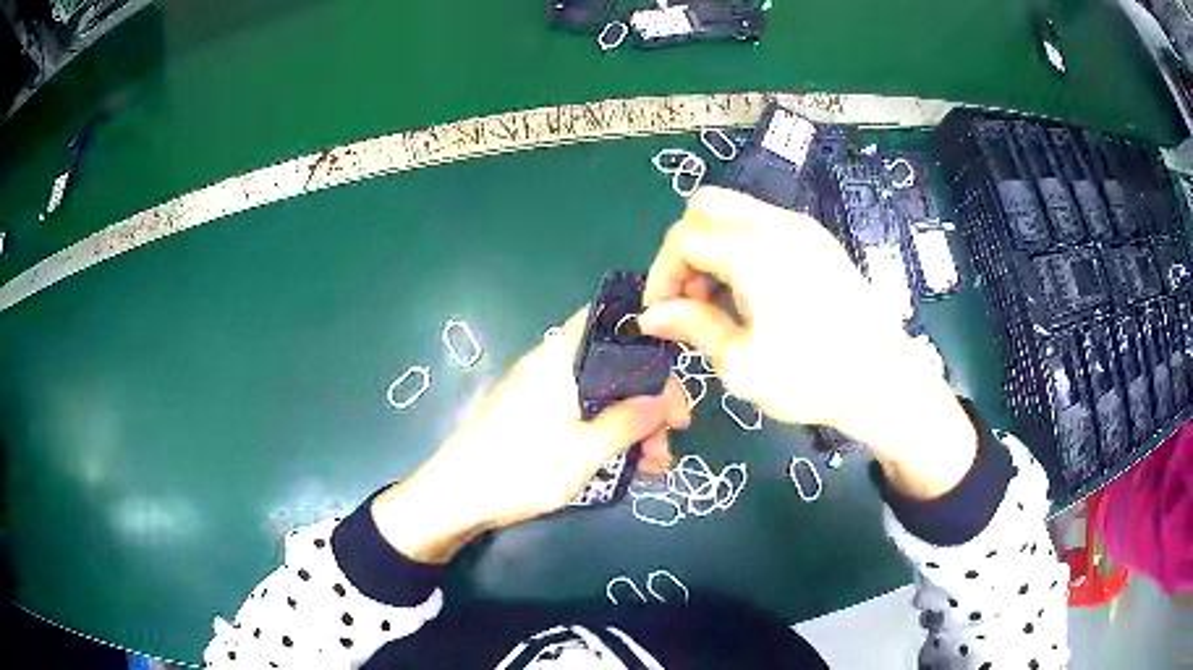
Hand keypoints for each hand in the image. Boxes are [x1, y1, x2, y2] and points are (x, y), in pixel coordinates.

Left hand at [372, 309, 690, 561]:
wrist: (454, 498)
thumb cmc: (521, 467)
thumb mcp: (586, 450)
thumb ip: (630, 420)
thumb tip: (667, 398)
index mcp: (560, 358)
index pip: (610, 322)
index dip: (648, 344)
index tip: (675, 383)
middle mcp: (551, 366)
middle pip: (612, 366)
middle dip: (648, 399)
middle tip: (672, 438)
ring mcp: (541, 394)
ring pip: (601, 396)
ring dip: (633, 424)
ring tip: (656, 466)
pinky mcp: (534, 419)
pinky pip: (582, 416)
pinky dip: (608, 434)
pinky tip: (630, 466)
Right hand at [639, 187, 975, 498]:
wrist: (882, 381)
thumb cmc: (811, 378)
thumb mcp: (740, 363)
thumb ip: (692, 327)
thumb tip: (652, 316)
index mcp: (756, 251)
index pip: (685, 238)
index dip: (662, 274)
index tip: (660, 313)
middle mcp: (778, 225)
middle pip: (706, 206)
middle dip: (684, 248)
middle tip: (688, 297)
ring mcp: (802, 227)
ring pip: (735, 210)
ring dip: (712, 245)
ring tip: (718, 299)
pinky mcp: (818, 240)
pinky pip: (762, 223)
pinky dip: (740, 245)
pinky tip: (750, 290)